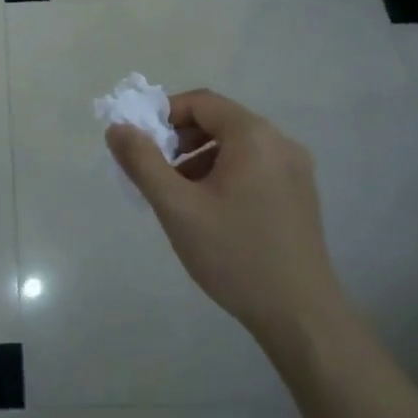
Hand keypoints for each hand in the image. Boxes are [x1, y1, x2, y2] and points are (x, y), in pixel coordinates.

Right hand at [106, 89, 348, 360]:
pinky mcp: (300, 194)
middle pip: (220, 121)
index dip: (164, 114)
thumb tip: (117, 127)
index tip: (140, 143)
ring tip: (178, 195)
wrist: (300, 315)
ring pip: (237, 145)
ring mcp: (296, 169)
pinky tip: (210, 211)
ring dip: (200, 158)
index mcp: (254, 136)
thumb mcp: (177, 207)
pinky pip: (254, 166)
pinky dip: (224, 173)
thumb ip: (142, 162)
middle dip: (180, 139)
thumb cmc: (234, 255)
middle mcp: (280, 143)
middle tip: (155, 170)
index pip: (201, 102)